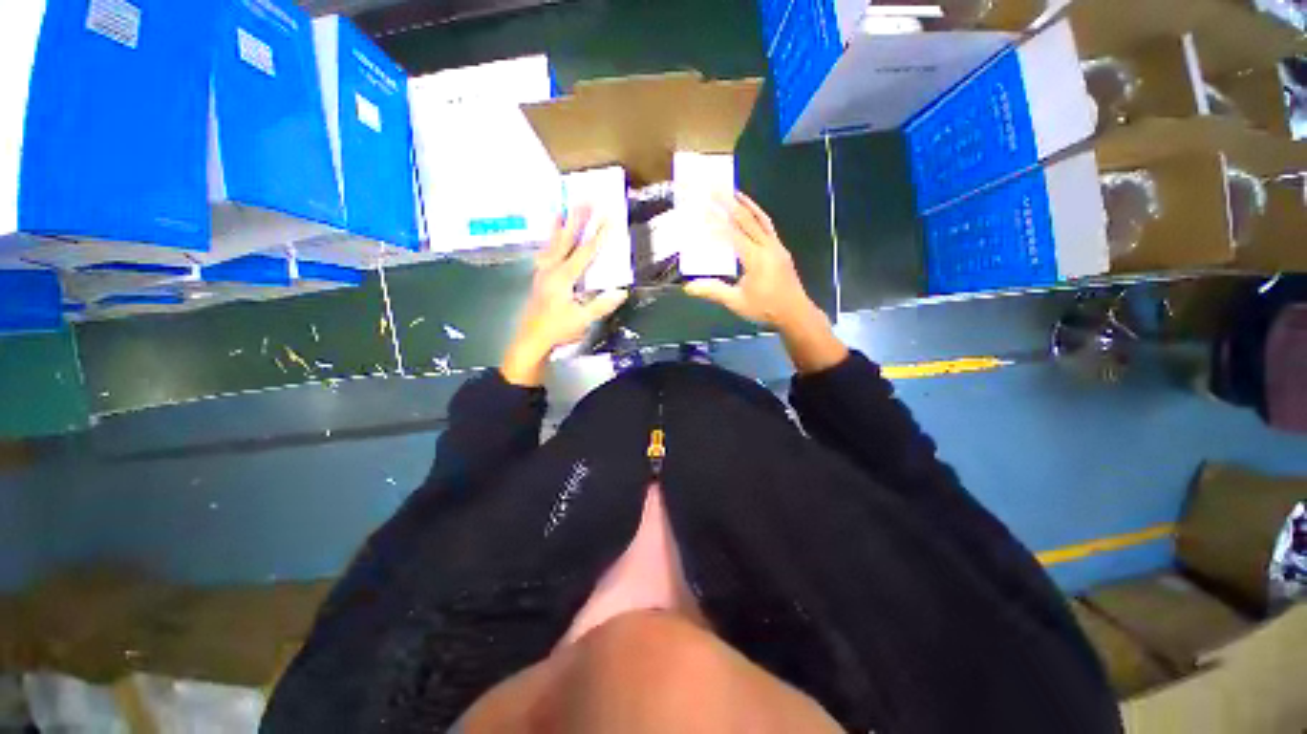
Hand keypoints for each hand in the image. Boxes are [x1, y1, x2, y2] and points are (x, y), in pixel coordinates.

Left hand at [501, 207, 628, 385]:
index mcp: (564, 278)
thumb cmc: (557, 330)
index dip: (598, 235)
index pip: (585, 252)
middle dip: (577, 220)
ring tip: (561, 210)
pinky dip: (548, 242)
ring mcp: (543, 273)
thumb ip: (601, 305)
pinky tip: (549, 239)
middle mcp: (552, 270)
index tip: (609, 218)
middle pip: (566, 239)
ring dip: (558, 226)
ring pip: (552, 244)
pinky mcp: (538, 278)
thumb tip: (622, 291)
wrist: (530, 340)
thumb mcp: (583, 320)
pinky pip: (544, 253)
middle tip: (584, 201)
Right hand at [683, 192, 846, 373]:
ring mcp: (776, 246)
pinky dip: (756, 213)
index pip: (733, 235)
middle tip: (713, 188)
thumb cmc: (766, 309)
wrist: (796, 313)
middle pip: (746, 219)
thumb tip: (688, 288)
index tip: (700, 211)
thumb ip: (714, 291)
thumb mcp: (737, 302)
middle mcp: (767, 247)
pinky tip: (748, 209)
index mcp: (756, 259)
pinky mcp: (780, 248)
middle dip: (728, 203)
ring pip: (760, 218)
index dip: (716, 222)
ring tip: (733, 190)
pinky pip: (767, 225)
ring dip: (745, 203)